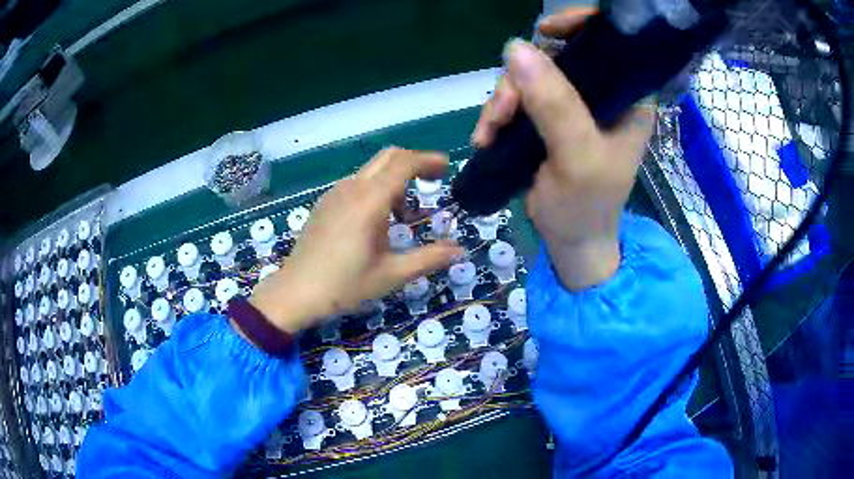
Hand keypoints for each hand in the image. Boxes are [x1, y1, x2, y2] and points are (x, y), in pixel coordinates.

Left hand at [249, 148, 463, 333]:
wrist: (296, 292)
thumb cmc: (345, 285)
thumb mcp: (392, 274)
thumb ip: (429, 258)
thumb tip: (459, 250)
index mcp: (370, 200)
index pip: (404, 163)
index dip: (428, 160)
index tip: (447, 167)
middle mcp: (352, 188)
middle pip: (388, 157)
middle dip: (414, 162)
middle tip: (434, 180)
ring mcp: (335, 193)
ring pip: (372, 170)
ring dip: (395, 180)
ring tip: (405, 216)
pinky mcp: (325, 203)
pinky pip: (357, 184)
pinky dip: (377, 189)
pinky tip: (377, 221)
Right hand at [472, 8, 654, 289]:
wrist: (570, 241)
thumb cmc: (586, 206)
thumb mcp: (577, 157)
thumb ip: (554, 104)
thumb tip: (516, 48)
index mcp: (627, 99)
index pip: (610, 43)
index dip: (579, 25)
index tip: (545, 31)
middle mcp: (603, 95)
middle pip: (557, 56)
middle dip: (523, 78)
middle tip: (502, 111)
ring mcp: (574, 106)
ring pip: (530, 77)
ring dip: (503, 100)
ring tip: (489, 133)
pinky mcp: (550, 118)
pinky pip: (518, 97)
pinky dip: (499, 113)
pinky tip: (488, 136)